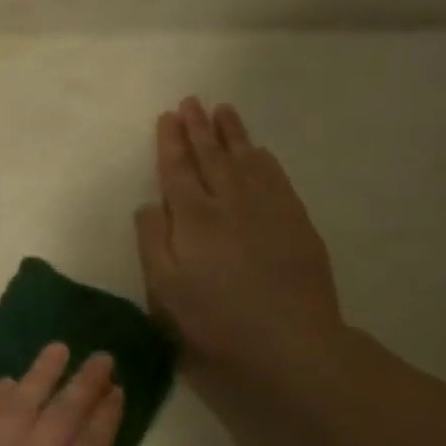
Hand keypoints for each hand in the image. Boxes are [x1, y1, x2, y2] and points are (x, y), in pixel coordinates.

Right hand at [134, 97, 342, 375]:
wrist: (292, 343)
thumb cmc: (216, 320)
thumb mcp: (165, 289)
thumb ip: (152, 241)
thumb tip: (149, 204)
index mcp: (194, 218)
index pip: (178, 170)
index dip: (171, 142)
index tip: (167, 117)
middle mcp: (230, 202)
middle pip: (212, 156)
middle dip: (199, 128)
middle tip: (192, 102)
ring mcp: (268, 209)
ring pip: (246, 160)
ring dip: (232, 133)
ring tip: (222, 110)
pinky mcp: (296, 222)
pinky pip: (276, 177)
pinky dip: (263, 158)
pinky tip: (258, 150)